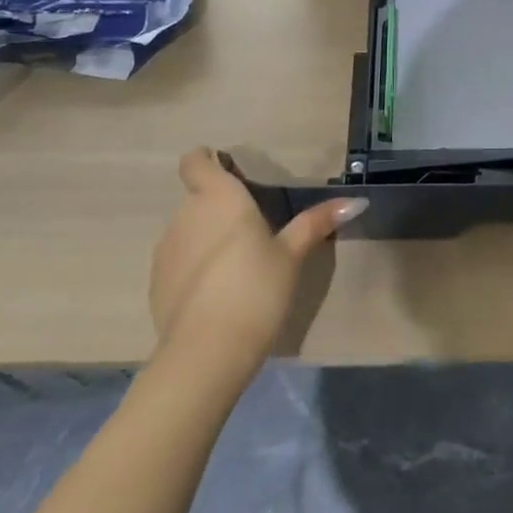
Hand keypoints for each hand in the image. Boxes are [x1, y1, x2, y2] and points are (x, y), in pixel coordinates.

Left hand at [149, 149, 366, 381]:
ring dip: (207, 236)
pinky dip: (195, 266)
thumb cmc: (256, 289)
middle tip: (252, 228)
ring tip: (238, 264)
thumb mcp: (292, 254)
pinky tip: (218, 293)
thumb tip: (356, 201)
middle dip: (220, 206)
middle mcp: (186, 215)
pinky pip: (178, 260)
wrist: (207, 352)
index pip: (195, 161)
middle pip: (197, 197)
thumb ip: (317, 222)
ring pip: (187, 229)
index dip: (207, 162)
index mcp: (219, 197)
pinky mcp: (156, 282)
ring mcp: (166, 249)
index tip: (230, 174)